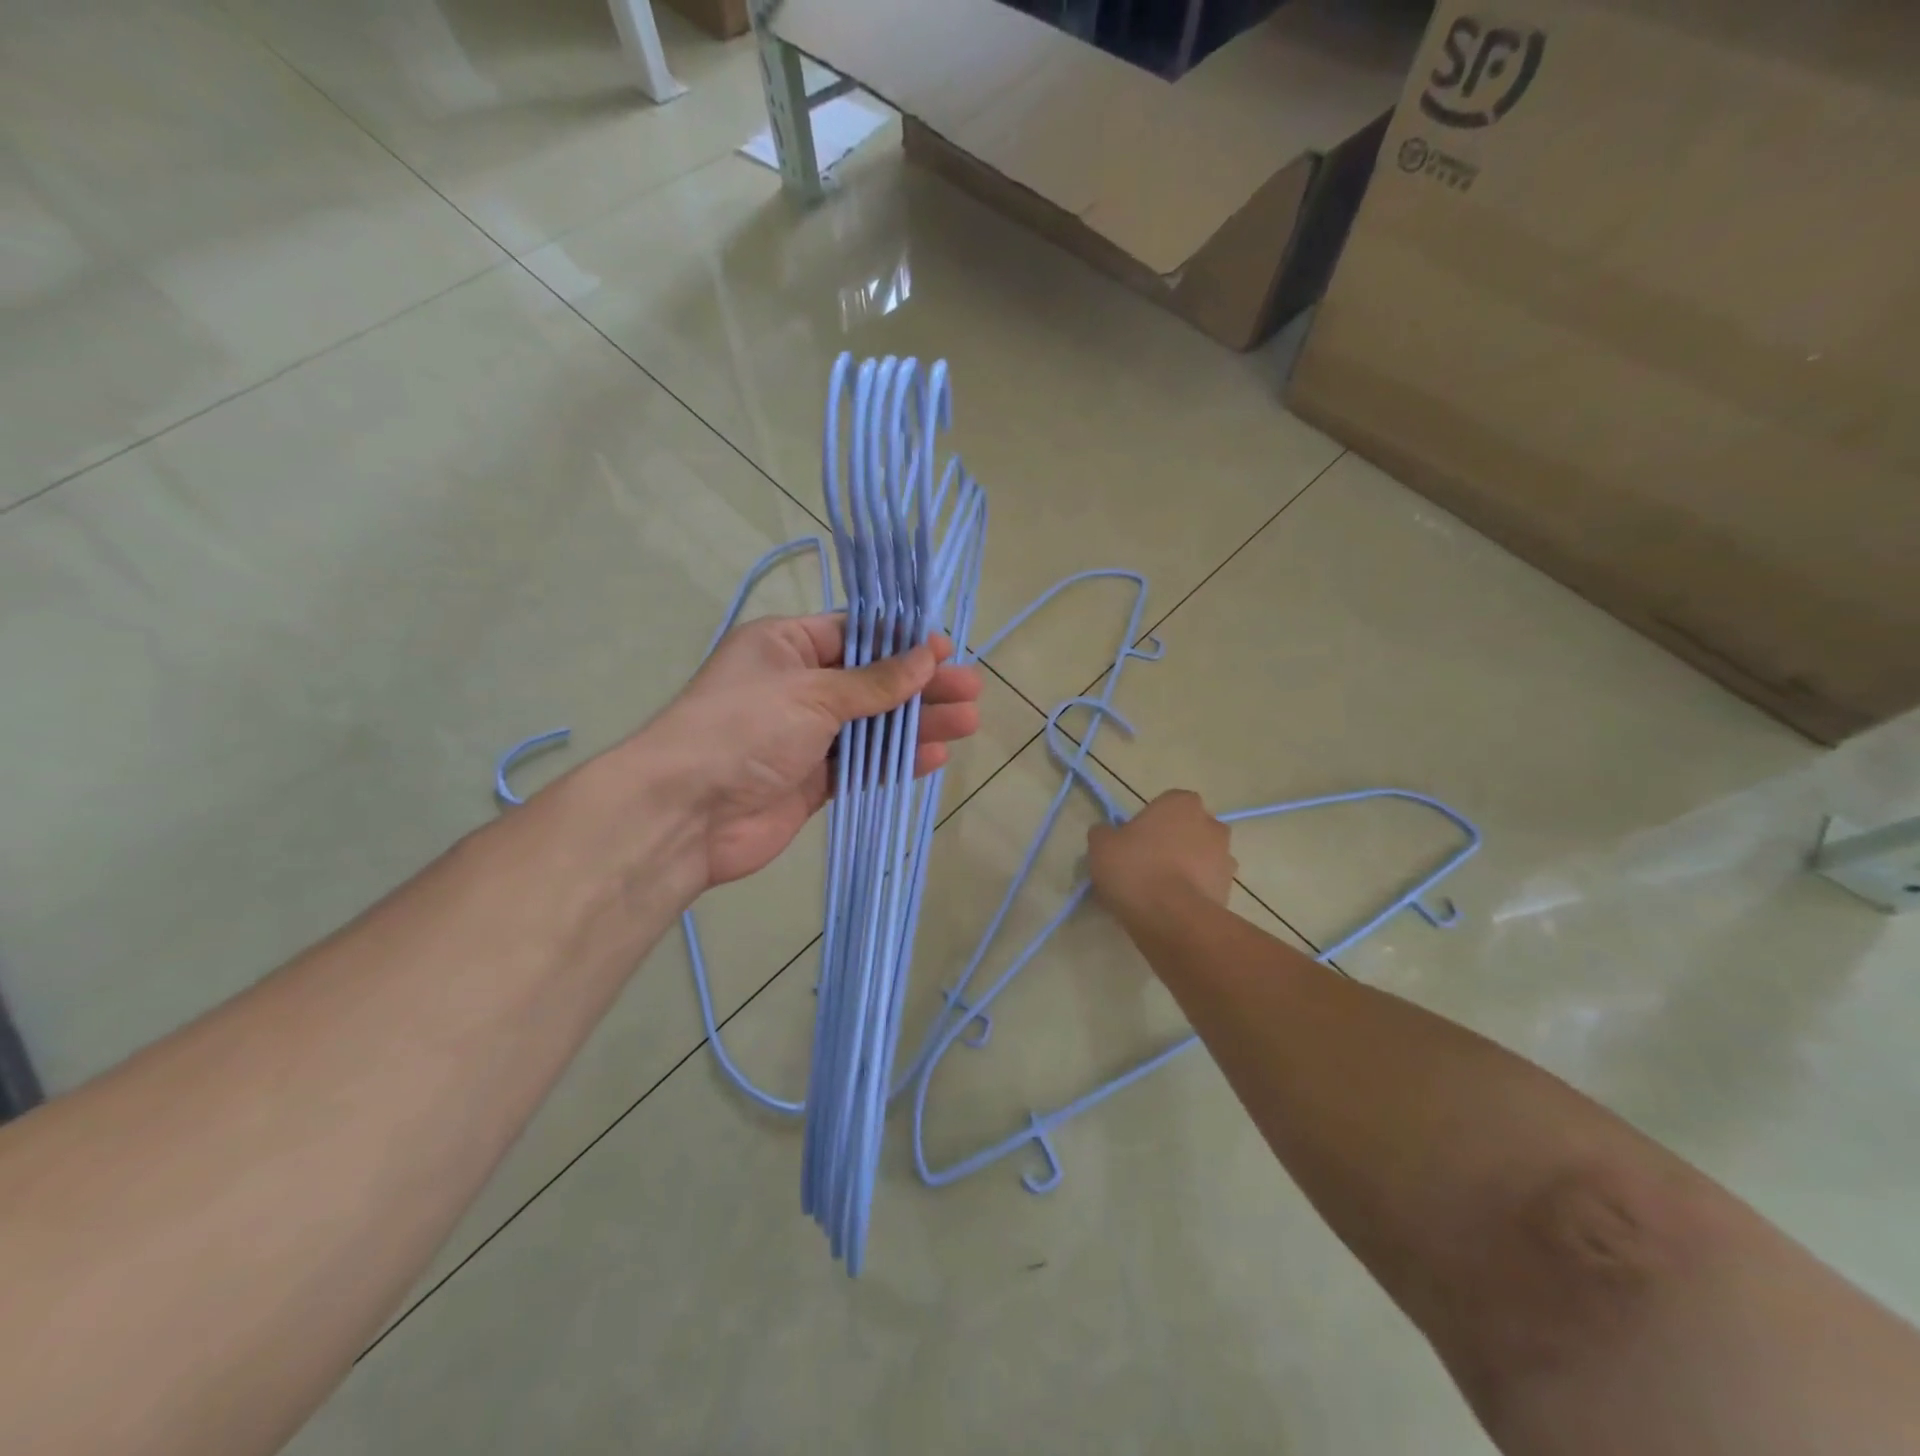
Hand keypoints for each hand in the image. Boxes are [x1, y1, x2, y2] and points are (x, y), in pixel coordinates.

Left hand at [642, 614, 983, 889]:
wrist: (687, 814)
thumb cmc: (746, 729)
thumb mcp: (814, 692)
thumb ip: (875, 681)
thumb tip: (926, 657)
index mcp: (786, 646)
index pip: (854, 634)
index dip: (902, 641)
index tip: (945, 651)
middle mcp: (796, 686)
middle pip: (871, 681)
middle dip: (921, 686)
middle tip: (971, 691)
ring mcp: (804, 736)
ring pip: (871, 724)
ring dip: (917, 723)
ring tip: (968, 723)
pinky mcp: (811, 780)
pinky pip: (860, 763)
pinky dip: (894, 759)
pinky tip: (933, 756)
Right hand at [1087, 790, 1234, 916]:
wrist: (1171, 918)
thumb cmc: (1135, 868)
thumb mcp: (1101, 845)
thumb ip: (1104, 833)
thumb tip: (1107, 834)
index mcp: (1182, 803)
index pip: (1165, 804)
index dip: (1148, 822)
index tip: (1132, 842)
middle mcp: (1211, 824)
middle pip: (1186, 830)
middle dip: (1171, 843)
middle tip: (1143, 865)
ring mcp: (1225, 858)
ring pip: (1198, 858)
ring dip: (1183, 868)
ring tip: (1155, 892)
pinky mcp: (1228, 890)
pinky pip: (1204, 885)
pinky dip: (1191, 892)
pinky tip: (1168, 908)